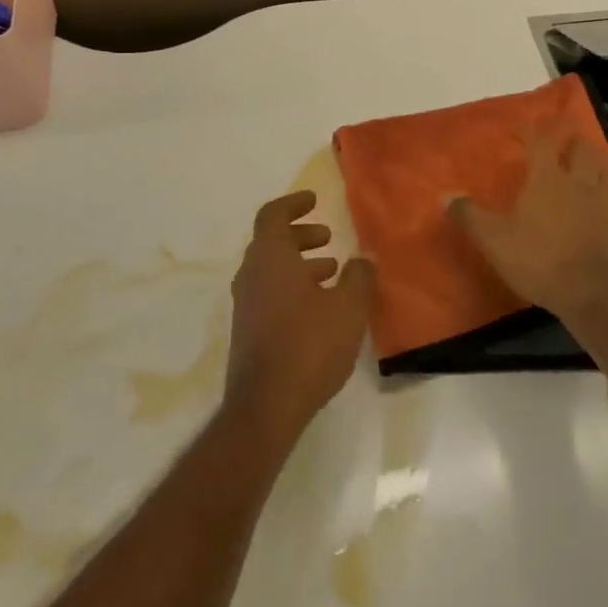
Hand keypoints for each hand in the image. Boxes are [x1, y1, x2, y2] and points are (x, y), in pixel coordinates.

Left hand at [224, 191, 374, 441]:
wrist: (266, 405)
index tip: (314, 200)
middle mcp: (251, 275)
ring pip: (271, 269)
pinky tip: (319, 308)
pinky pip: (269, 293)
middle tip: (328, 238)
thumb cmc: (309, 345)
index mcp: (270, 258)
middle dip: (300, 235)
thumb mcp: (348, 307)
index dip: (293, 203)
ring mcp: (245, 305)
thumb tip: (362, 259)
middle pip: (272, 241)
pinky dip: (292, 286)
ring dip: (299, 263)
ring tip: (332, 272)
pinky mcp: (247, 331)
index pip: (273, 215)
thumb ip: (359, 277)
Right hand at [448, 135, 607, 321]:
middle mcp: (580, 185)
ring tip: (597, 167)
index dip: (532, 130)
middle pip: (584, 152)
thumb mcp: (493, 238)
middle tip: (569, 138)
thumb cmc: (537, 258)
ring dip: (603, 168)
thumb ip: (470, 215)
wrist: (589, 293)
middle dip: (575, 141)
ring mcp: (607, 209)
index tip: (522, 126)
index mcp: (548, 179)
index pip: (541, 142)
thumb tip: (445, 195)